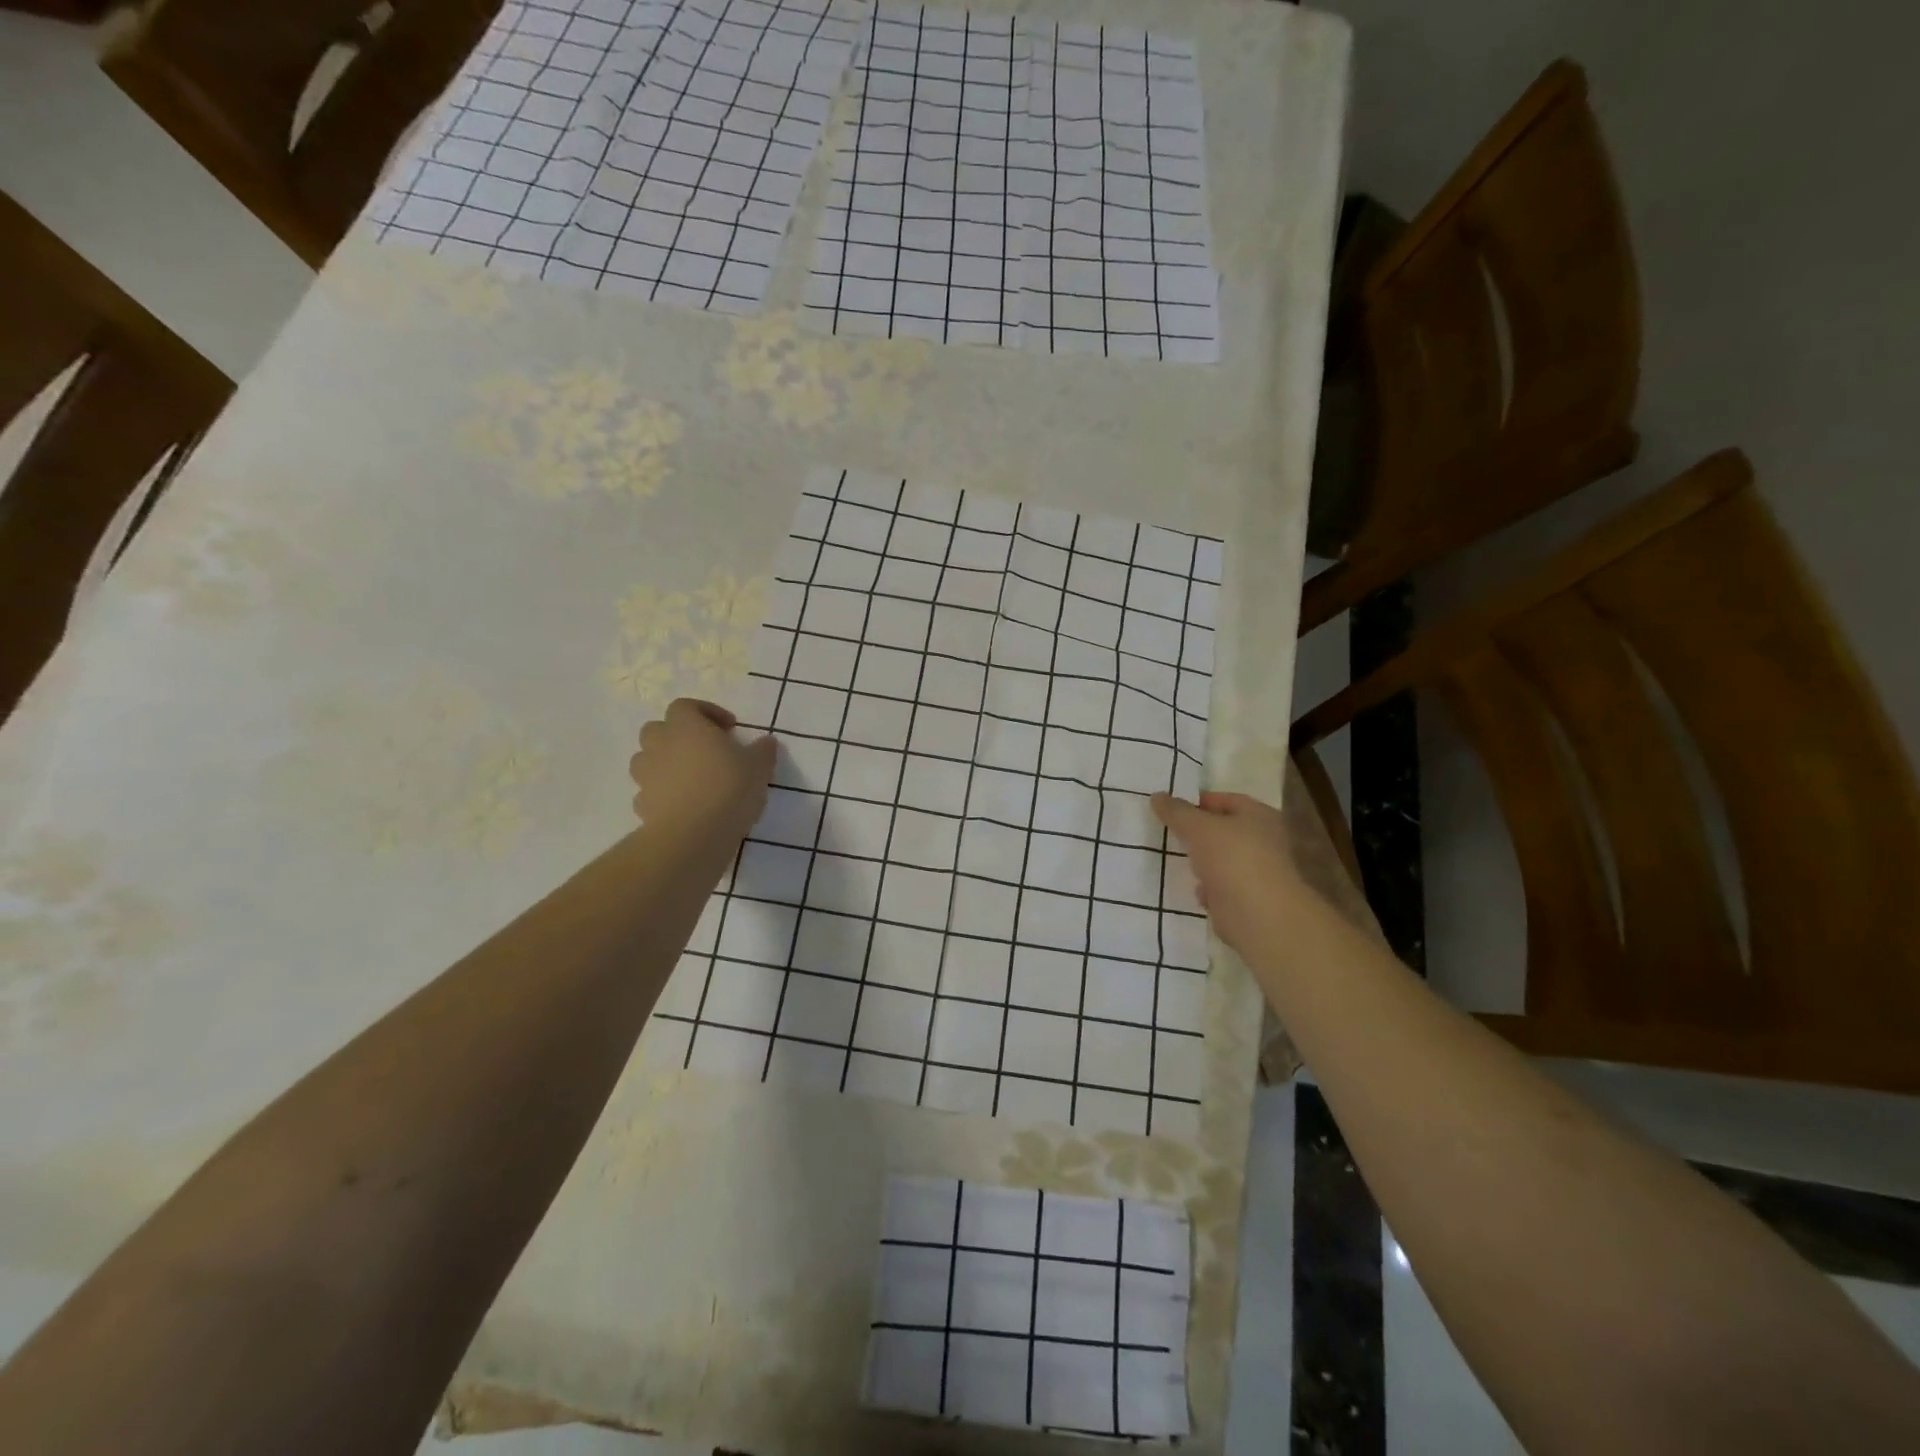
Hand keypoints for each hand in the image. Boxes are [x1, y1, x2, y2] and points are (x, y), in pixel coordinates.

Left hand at [629, 699, 776, 841]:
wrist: (693, 834)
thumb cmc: (728, 788)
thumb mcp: (759, 767)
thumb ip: (763, 750)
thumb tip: (767, 742)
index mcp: (687, 727)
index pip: (686, 706)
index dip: (706, 712)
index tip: (729, 728)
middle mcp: (660, 745)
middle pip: (658, 729)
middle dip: (678, 735)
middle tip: (703, 750)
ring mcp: (646, 775)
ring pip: (647, 759)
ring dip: (665, 763)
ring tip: (691, 778)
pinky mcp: (642, 804)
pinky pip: (650, 791)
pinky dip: (662, 793)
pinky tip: (684, 805)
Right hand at [1151, 790, 1307, 953]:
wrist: (1259, 916)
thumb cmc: (1232, 859)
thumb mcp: (1197, 827)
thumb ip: (1176, 811)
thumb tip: (1158, 796)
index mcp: (1259, 816)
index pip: (1226, 800)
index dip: (1198, 802)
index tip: (1171, 809)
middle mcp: (1264, 840)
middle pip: (1225, 830)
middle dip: (1199, 833)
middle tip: (1171, 834)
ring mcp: (1259, 871)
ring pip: (1223, 859)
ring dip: (1203, 862)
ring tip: (1179, 861)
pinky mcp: (1250, 898)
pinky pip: (1223, 887)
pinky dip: (1210, 888)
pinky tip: (1196, 890)